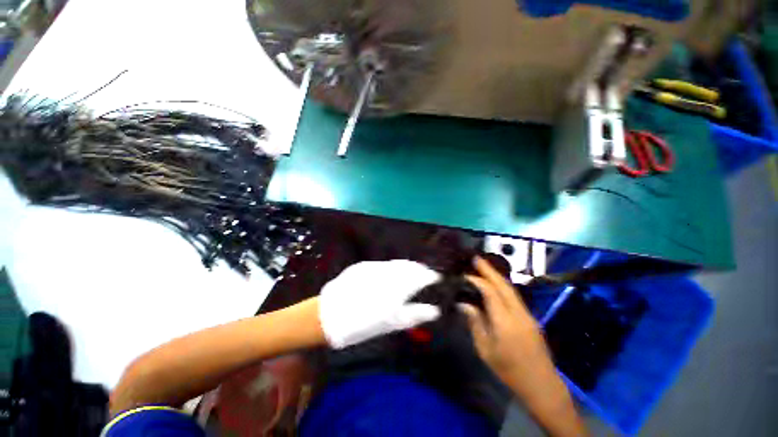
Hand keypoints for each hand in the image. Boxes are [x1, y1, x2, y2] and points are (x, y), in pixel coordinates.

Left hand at [319, 260, 441, 348]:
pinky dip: (391, 268)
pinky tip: (390, 275)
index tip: (436, 278)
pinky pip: (383, 264)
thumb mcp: (392, 324)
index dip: (430, 276)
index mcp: (398, 287)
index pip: (421, 275)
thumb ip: (415, 314)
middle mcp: (389, 272)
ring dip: (406, 267)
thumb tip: (434, 311)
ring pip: (396, 263)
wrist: (329, 315)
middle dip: (419, 269)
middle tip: (425, 275)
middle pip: (409, 266)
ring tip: (411, 274)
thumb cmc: (363, 324)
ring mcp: (375, 266)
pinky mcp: (364, 265)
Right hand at [458, 256, 547, 387]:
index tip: (465, 274)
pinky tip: (495, 285)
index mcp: (505, 321)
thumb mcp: (486, 350)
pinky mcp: (531, 318)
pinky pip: (514, 296)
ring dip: (497, 276)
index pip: (490, 292)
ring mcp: (527, 314)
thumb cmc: (509, 370)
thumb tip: (465, 304)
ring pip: (511, 289)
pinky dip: (503, 286)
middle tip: (476, 259)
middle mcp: (518, 313)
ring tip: (484, 268)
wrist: (542, 385)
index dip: (478, 280)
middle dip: (489, 270)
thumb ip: (475, 323)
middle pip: (504, 285)